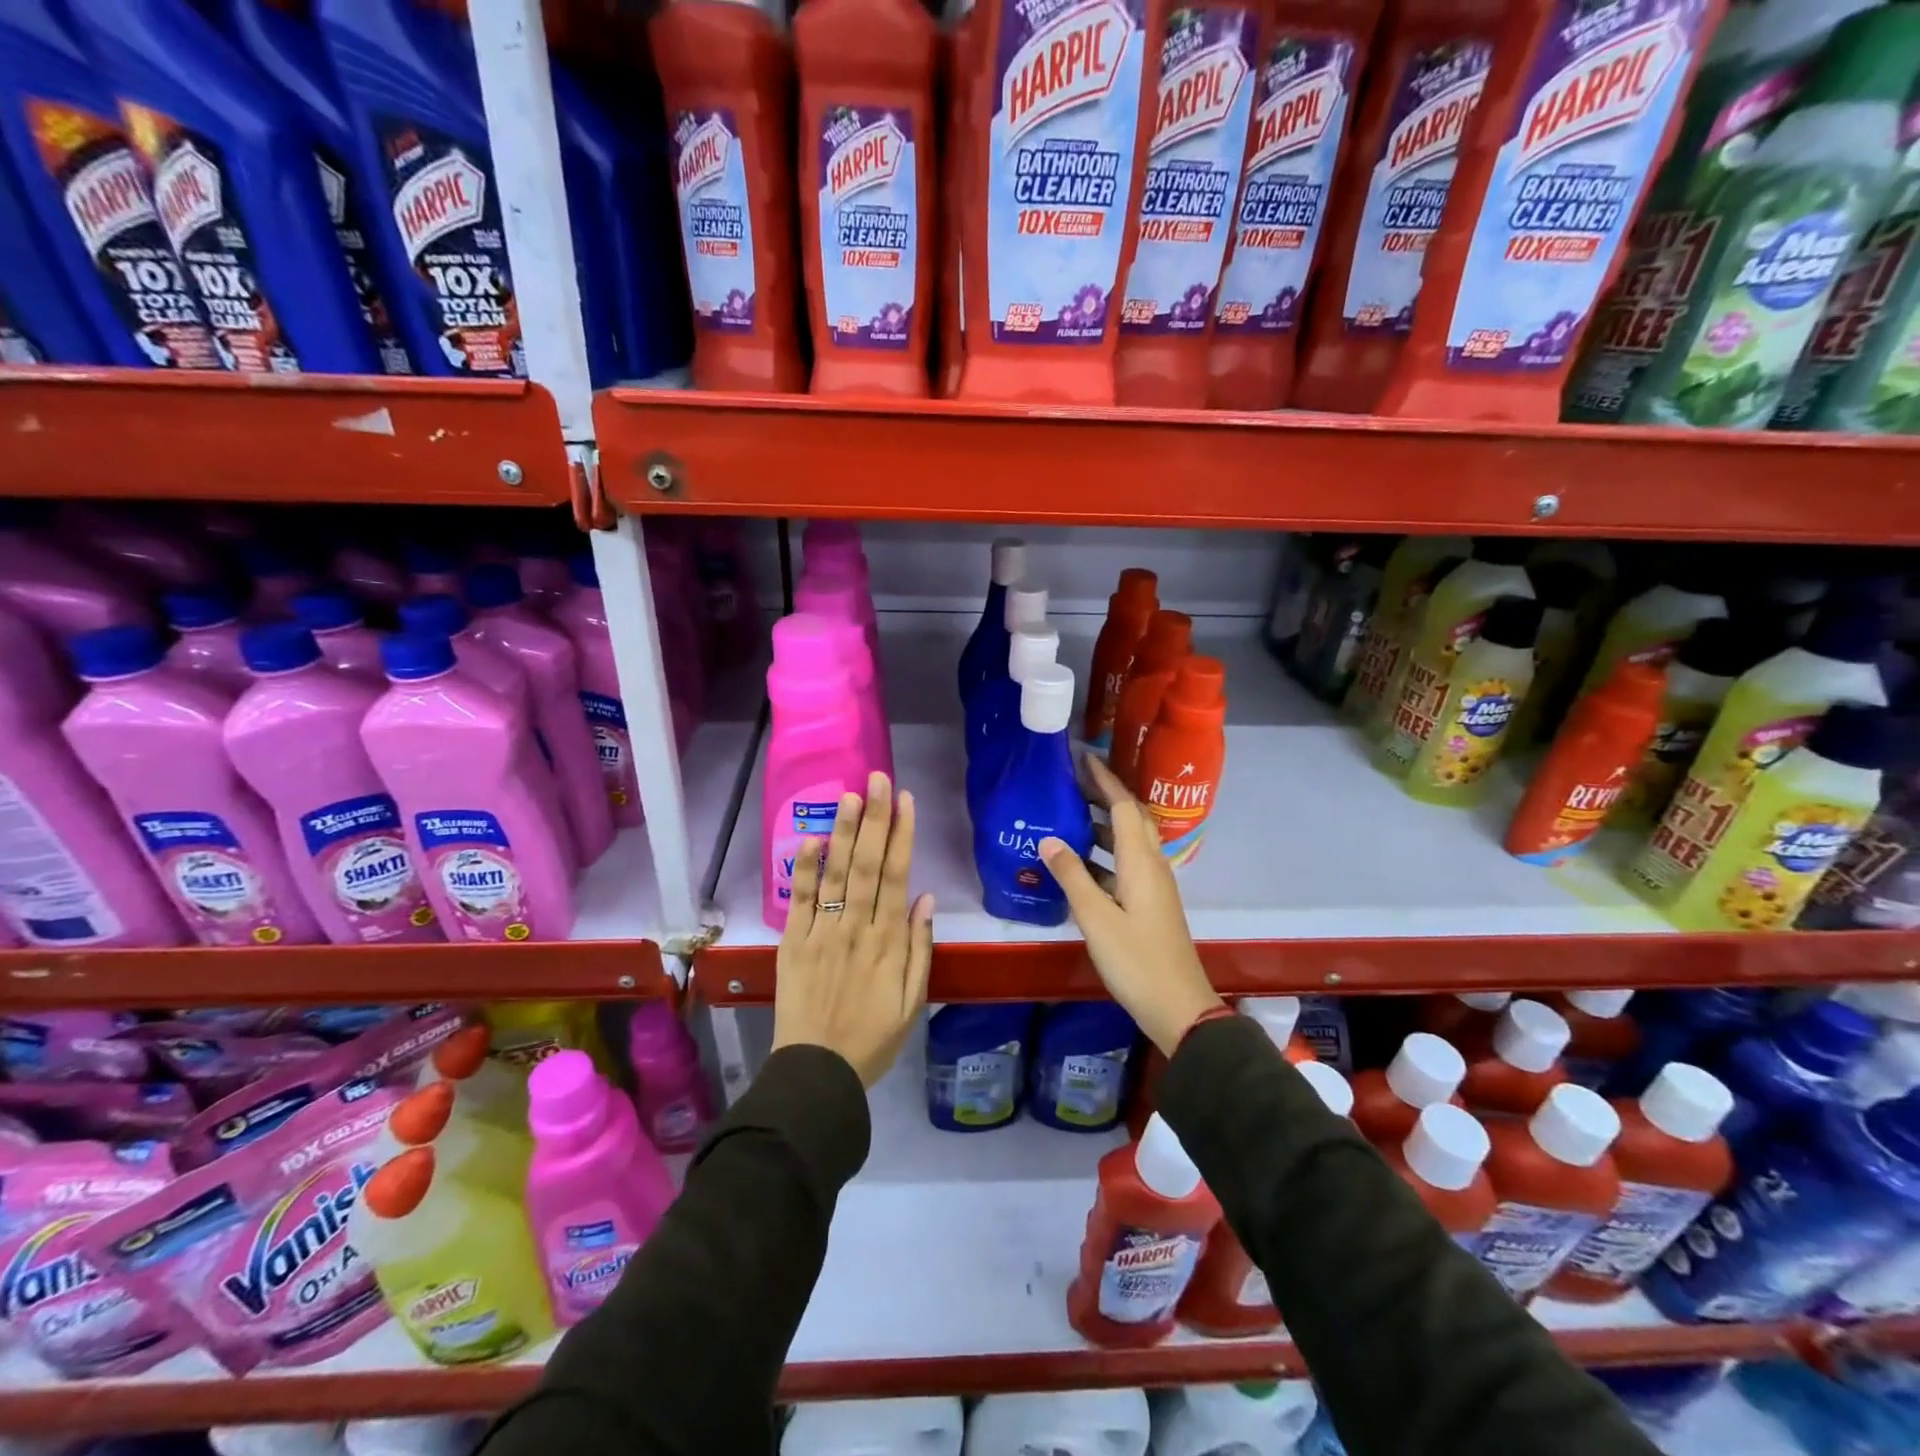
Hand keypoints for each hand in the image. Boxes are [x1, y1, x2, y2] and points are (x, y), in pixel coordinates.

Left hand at [773, 772, 934, 1087]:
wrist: (816, 1073)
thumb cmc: (873, 1039)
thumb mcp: (913, 1002)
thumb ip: (921, 949)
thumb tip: (927, 899)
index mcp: (889, 942)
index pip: (898, 876)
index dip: (903, 835)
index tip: (906, 800)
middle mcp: (856, 928)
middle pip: (869, 864)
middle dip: (876, 819)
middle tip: (878, 778)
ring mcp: (822, 933)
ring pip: (836, 873)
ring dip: (844, 832)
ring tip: (851, 795)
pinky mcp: (792, 943)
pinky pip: (800, 900)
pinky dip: (805, 868)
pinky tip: (812, 838)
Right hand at [1039, 755, 1223, 1056]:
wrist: (1178, 1006)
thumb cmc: (1136, 960)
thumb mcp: (1096, 918)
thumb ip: (1072, 876)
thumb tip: (1049, 838)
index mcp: (1141, 862)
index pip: (1124, 806)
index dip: (1104, 780)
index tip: (1082, 757)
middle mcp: (1152, 866)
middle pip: (1132, 818)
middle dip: (1106, 795)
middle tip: (1073, 782)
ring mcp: (1153, 886)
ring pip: (1130, 842)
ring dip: (1104, 824)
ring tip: (1070, 815)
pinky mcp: (1150, 904)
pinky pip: (1126, 864)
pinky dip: (1104, 854)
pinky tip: (1079, 864)